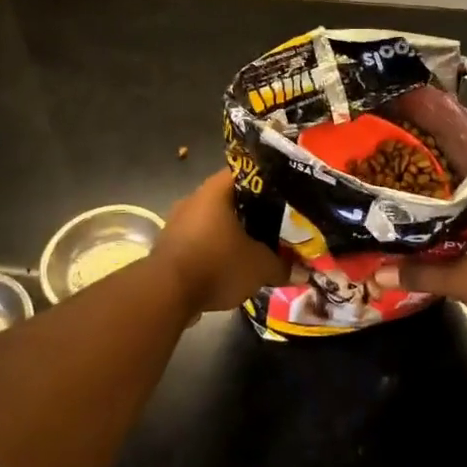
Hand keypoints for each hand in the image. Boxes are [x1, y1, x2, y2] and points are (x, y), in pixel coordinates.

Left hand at [150, 171, 283, 317]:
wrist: (165, 294)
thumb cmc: (216, 264)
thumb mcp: (260, 267)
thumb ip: (282, 267)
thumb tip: (302, 273)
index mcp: (216, 190)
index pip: (245, 172)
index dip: (266, 181)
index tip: (283, 194)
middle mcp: (193, 199)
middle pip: (228, 198)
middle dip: (250, 211)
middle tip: (273, 224)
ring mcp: (177, 222)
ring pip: (211, 221)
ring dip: (229, 232)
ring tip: (253, 246)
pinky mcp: (167, 246)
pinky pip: (198, 240)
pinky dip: (213, 249)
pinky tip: (227, 265)